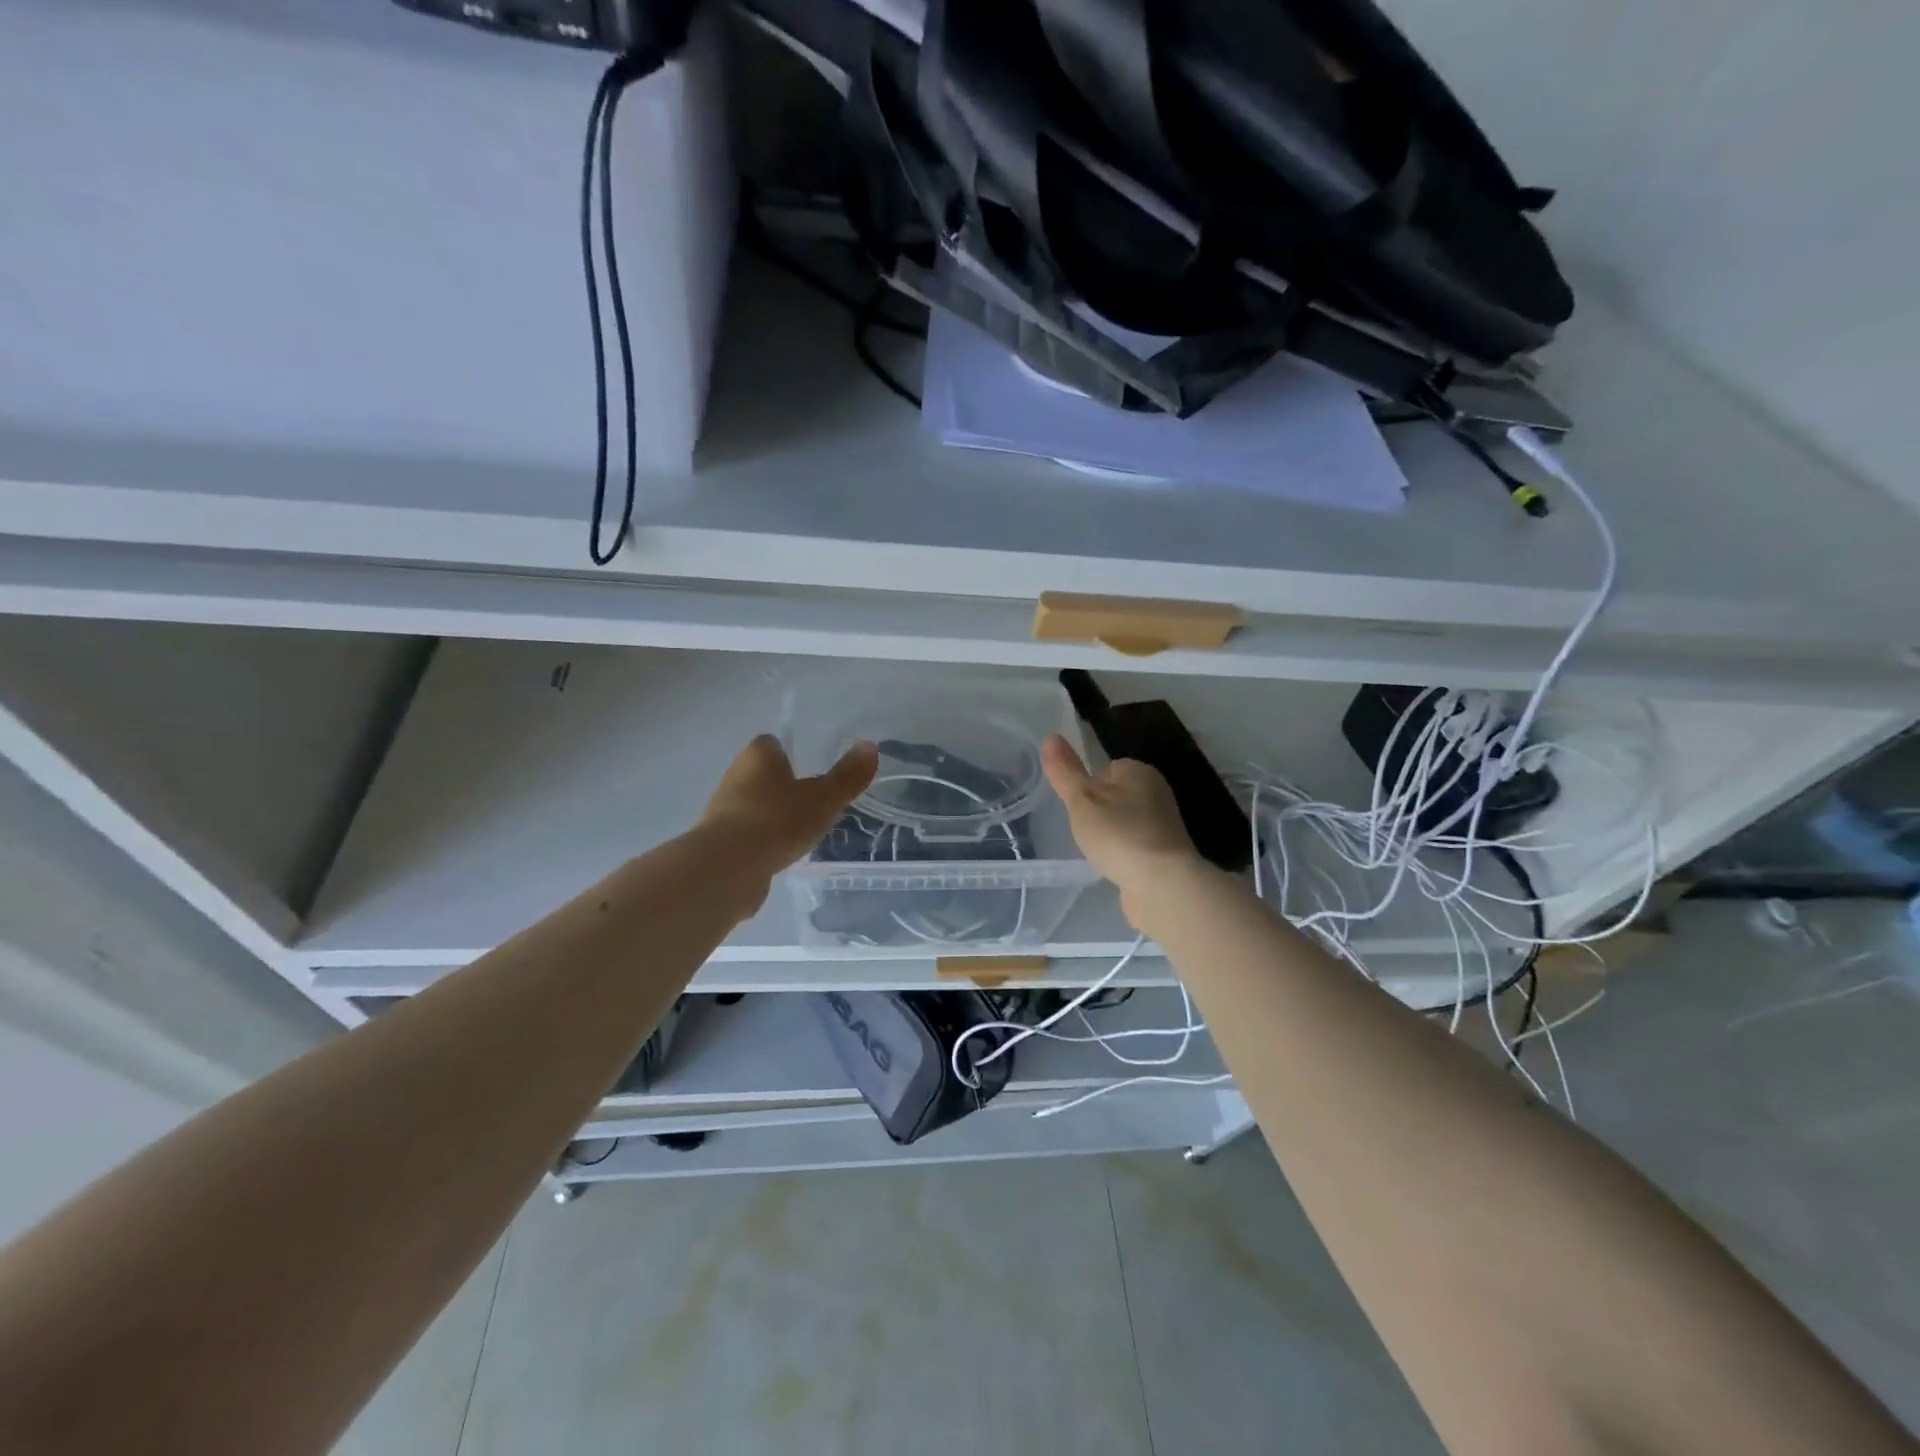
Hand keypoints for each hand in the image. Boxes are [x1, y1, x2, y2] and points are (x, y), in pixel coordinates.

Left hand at [700, 734, 877, 878]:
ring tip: (800, 832)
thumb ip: (848, 776)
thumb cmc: (778, 821)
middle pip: (762, 775)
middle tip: (813, 802)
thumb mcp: (824, 799)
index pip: (772, 744)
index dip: (791, 754)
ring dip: (773, 816)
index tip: (812, 769)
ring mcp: (722, 810)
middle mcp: (735, 776)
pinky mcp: (718, 843)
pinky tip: (780, 855)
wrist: (728, 868)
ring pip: (754, 805)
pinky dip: (762, 842)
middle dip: (784, 787)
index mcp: (758, 756)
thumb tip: (870, 746)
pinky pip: (746, 835)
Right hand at [1041, 735, 1205, 923]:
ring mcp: (1164, 825)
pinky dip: (1123, 854)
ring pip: (1125, 822)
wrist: (1162, 884)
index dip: (1087, 787)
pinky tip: (1114, 867)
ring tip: (1098, 851)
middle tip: (1085, 831)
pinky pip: (1135, 846)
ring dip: (1111, 835)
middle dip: (1098, 812)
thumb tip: (1050, 737)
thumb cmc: (1119, 834)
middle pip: (1115, 796)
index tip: (1077, 807)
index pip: (1105, 769)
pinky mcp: (1165, 853)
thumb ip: (1065, 771)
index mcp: (1140, 771)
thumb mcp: (1082, 800)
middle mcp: (1157, 792)